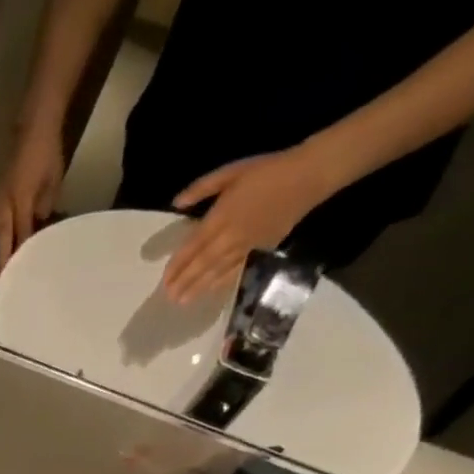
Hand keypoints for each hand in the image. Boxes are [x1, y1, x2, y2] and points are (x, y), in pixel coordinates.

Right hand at [0, 123, 65, 269]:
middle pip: (2, 234)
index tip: (21, 271)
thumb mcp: (53, 182)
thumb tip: (37, 229)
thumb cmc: (48, 155)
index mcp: (24, 197)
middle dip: (1, 257)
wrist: (34, 130)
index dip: (22, 251)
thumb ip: (44, 207)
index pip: (23, 231)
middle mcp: (5, 201)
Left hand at [162, 146, 335, 303]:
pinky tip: (210, 292)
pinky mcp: (261, 250)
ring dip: (198, 288)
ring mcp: (246, 246)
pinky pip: (237, 270)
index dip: (177, 265)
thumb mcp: (231, 172)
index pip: (192, 247)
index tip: (164, 280)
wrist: (309, 175)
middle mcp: (230, 236)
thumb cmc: (267, 171)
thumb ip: (202, 188)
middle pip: (202, 264)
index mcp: (220, 217)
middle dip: (184, 282)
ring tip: (182, 301)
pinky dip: (222, 283)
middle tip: (169, 298)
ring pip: (217, 271)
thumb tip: (176, 203)